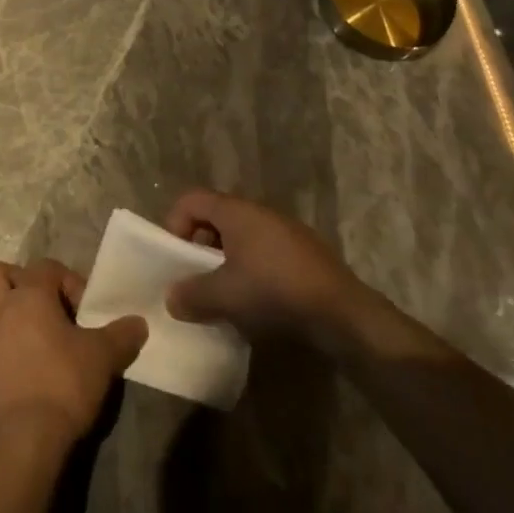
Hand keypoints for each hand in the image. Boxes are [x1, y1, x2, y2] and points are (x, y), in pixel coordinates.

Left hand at [0, 259, 146, 448]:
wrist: (24, 441)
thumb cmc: (64, 385)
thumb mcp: (103, 357)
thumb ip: (121, 335)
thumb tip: (139, 323)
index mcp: (29, 296)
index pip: (45, 267)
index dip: (66, 281)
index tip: (82, 309)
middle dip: (8, 280)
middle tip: (32, 304)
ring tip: (8, 331)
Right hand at [163, 189, 372, 352]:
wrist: (341, 312)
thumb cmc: (274, 291)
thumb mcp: (225, 296)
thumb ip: (192, 295)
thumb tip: (172, 298)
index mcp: (235, 211)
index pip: (191, 200)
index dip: (174, 225)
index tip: (175, 260)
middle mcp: (258, 211)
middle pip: (215, 217)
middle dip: (199, 247)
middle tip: (195, 280)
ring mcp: (283, 230)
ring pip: (240, 237)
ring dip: (225, 261)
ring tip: (224, 295)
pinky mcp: (302, 252)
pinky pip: (263, 251)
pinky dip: (250, 269)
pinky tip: (256, 302)